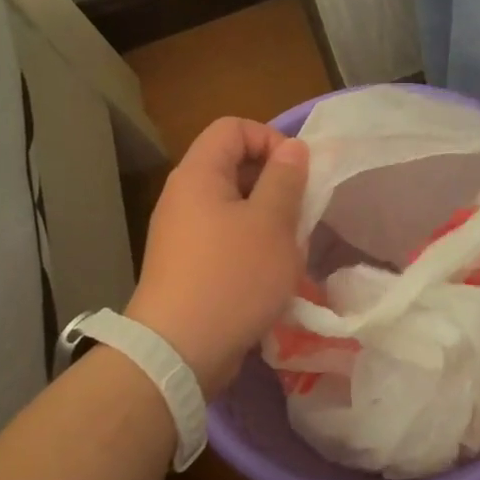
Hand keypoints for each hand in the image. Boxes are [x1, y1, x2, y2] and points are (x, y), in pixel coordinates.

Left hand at [125, 118, 308, 394]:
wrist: (179, 351)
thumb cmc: (232, 277)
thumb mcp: (271, 224)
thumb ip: (285, 179)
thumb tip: (291, 148)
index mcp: (199, 175)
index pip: (233, 128)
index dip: (270, 139)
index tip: (298, 173)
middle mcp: (184, 197)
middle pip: (234, 166)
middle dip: (275, 184)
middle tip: (300, 214)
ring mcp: (182, 233)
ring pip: (235, 206)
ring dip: (268, 220)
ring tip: (291, 250)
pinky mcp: (188, 265)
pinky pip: (225, 238)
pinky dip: (252, 246)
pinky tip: (271, 276)